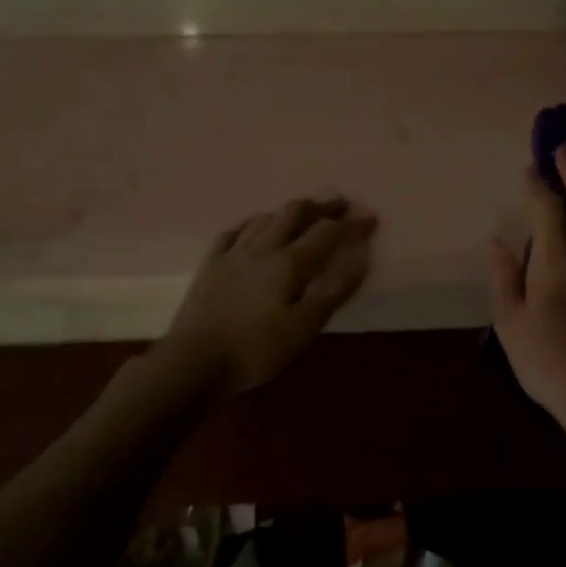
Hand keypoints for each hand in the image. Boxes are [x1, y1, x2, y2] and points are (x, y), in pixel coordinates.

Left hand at [163, 196, 375, 394]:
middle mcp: (262, 248)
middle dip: (320, 206)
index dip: (351, 224)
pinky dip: (252, 224)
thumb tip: (360, 257)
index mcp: (289, 263)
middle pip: (294, 213)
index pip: (327, 233)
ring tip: (302, 215)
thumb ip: (333, 291)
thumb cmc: (256, 349)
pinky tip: (254, 227)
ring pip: (264, 218)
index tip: (370, 219)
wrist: (195, 360)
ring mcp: (233, 253)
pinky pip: (234, 232)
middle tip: (339, 206)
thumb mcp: (304, 328)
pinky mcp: (210, 264)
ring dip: (288, 211)